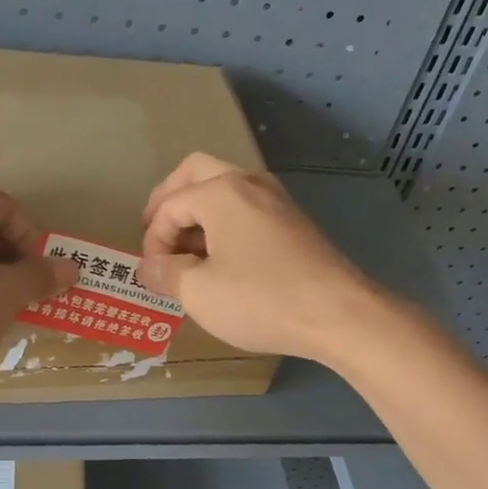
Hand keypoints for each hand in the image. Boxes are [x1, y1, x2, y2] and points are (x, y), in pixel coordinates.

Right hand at [139, 153, 381, 362]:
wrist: (338, 314)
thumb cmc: (260, 299)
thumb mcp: (199, 293)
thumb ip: (166, 274)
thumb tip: (148, 268)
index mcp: (221, 191)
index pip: (169, 206)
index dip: (152, 239)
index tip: (152, 274)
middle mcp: (249, 183)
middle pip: (196, 174)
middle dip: (170, 202)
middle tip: (157, 236)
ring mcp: (277, 201)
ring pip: (225, 191)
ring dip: (199, 214)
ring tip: (188, 254)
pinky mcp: (295, 223)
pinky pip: (248, 211)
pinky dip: (225, 226)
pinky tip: (223, 262)